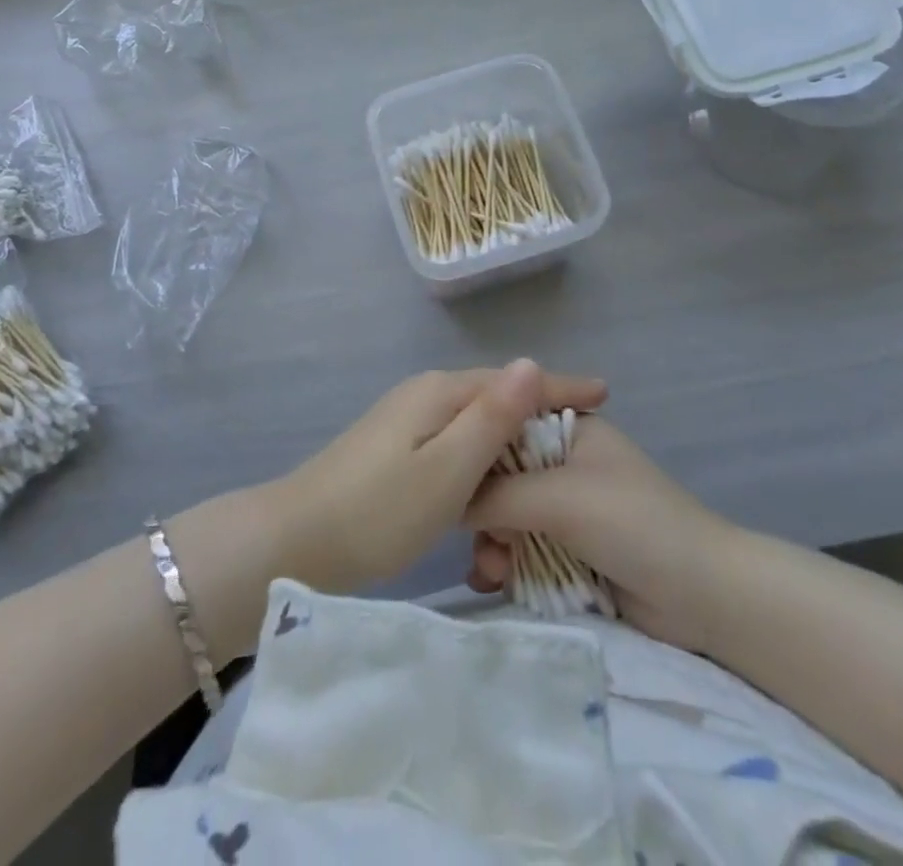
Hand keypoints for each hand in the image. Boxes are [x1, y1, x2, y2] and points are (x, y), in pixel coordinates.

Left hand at [269, 360, 606, 595]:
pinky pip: (454, 438)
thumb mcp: (447, 468)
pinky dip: (483, 451)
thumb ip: (491, 418)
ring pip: (473, 418)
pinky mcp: (395, 446)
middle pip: (494, 394)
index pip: (513, 379)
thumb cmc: (378, 509)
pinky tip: (495, 474)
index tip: (606, 394)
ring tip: (552, 454)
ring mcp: (405, 418)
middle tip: (586, 429)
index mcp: (440, 392)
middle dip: (539, 407)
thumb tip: (531, 363)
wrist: (296, 539)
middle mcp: (424, 393)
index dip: (560, 386)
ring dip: (511, 432)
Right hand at [467, 416, 725, 653]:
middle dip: (483, 510)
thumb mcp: (558, 498)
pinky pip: (523, 550)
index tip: (448, 479)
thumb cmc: (631, 522)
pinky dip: (507, 564)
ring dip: (493, 544)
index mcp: (568, 430)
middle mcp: (563, 464)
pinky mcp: (571, 551)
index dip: (474, 451)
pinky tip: (494, 582)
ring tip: (491, 573)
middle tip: (478, 540)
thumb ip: (497, 494)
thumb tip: (445, 498)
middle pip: (501, 477)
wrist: (702, 595)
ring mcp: (568, 509)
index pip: (505, 427)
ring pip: (508, 518)